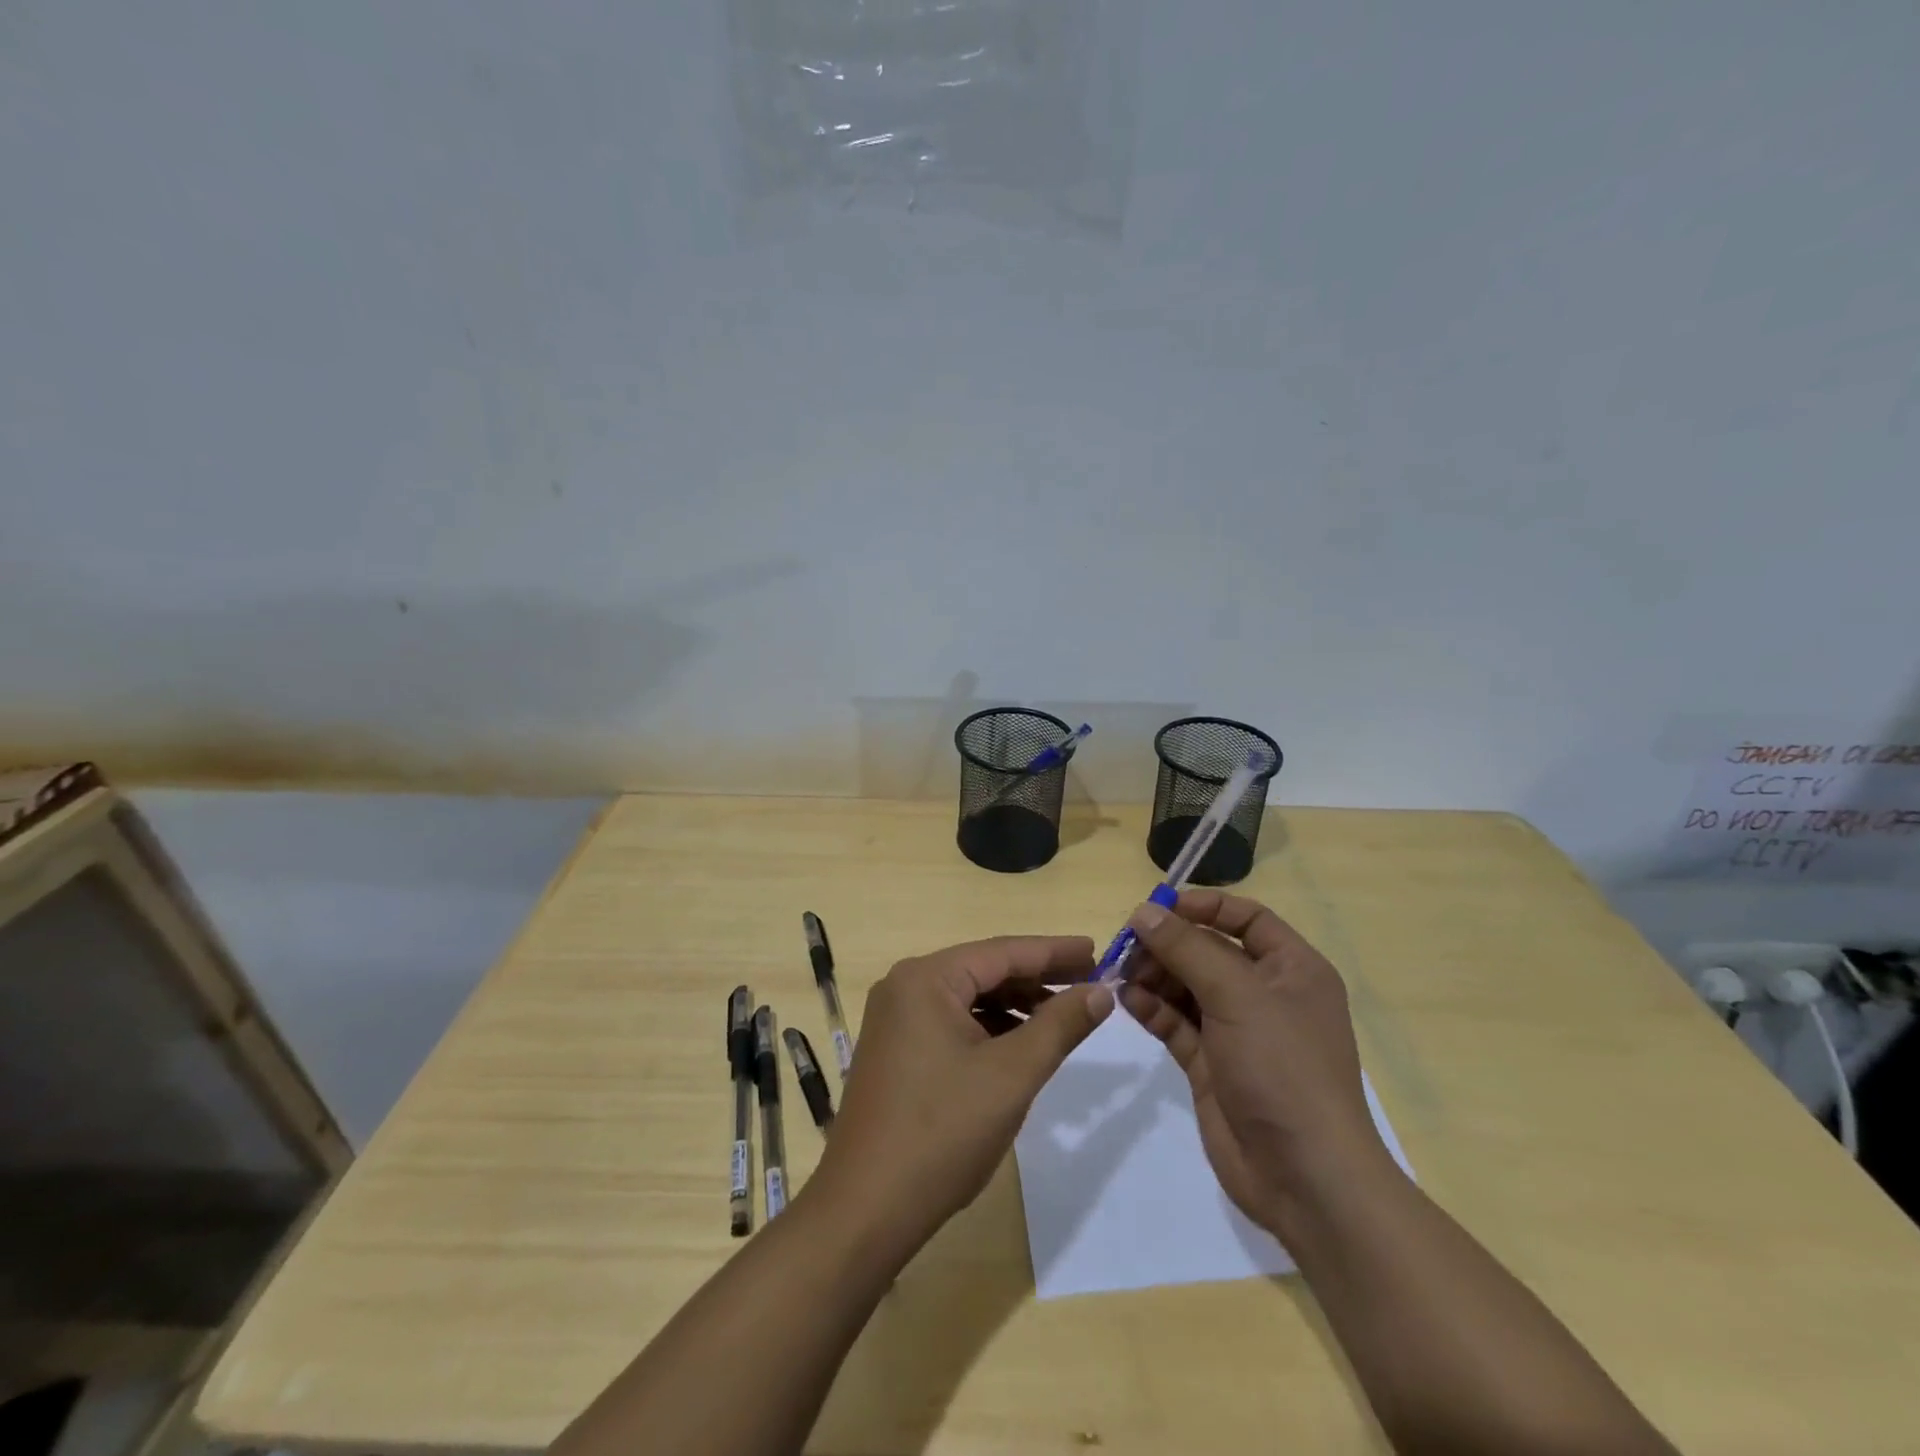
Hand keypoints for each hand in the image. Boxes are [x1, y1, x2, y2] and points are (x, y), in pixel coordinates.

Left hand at [809, 936, 1111, 1255]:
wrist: (866, 1209)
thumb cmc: (942, 1133)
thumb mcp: (1011, 1075)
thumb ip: (1059, 1026)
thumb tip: (1101, 992)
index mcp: (925, 979)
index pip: (1002, 952)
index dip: (1054, 951)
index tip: (1097, 950)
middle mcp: (904, 987)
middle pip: (984, 971)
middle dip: (1036, 978)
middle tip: (1089, 981)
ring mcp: (895, 1019)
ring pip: (968, 998)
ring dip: (1015, 1005)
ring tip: (1062, 1014)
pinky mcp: (895, 1050)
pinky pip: (951, 1023)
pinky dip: (988, 1028)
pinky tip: (1020, 1043)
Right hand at [1119, 891, 1390, 1233]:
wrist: (1304, 1177)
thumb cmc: (1283, 1068)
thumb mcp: (1237, 996)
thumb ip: (1187, 949)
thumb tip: (1144, 912)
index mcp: (1292, 970)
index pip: (1246, 918)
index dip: (1204, 906)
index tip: (1158, 906)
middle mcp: (1266, 995)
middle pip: (1208, 951)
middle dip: (1168, 945)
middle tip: (1127, 945)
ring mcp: (1237, 1031)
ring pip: (1187, 987)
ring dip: (1154, 975)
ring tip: (1121, 973)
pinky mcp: (1211, 1064)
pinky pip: (1176, 1023)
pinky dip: (1152, 1009)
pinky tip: (1125, 1000)